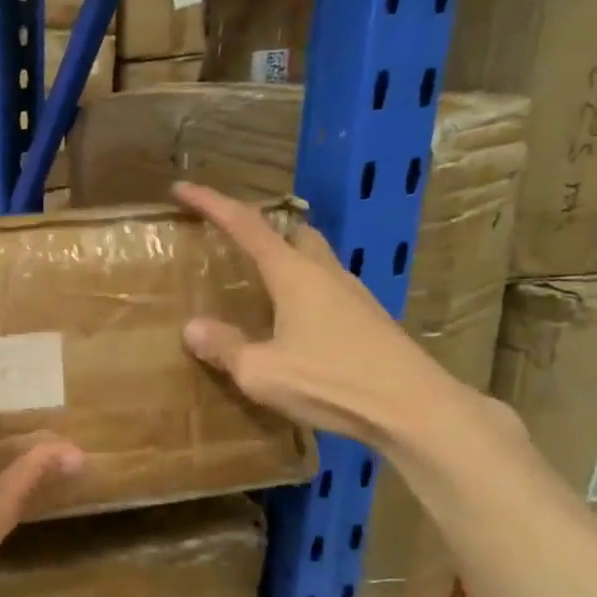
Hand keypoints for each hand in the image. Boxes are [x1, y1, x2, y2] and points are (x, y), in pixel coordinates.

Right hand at [172, 181, 455, 451]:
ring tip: (259, 286)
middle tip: (231, 243)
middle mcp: (325, 274)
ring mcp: (353, 295)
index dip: (212, 203)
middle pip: (291, 233)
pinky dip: (303, 291)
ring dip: (285, 261)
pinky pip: (327, 289)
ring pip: (314, 260)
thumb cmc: (331, 381)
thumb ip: (225, 347)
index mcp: (294, 275)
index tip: (183, 188)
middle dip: (260, 229)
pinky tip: (293, 324)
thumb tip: (193, 328)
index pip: (246, 225)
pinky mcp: (369, 320)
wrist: (413, 409)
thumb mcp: (261, 371)